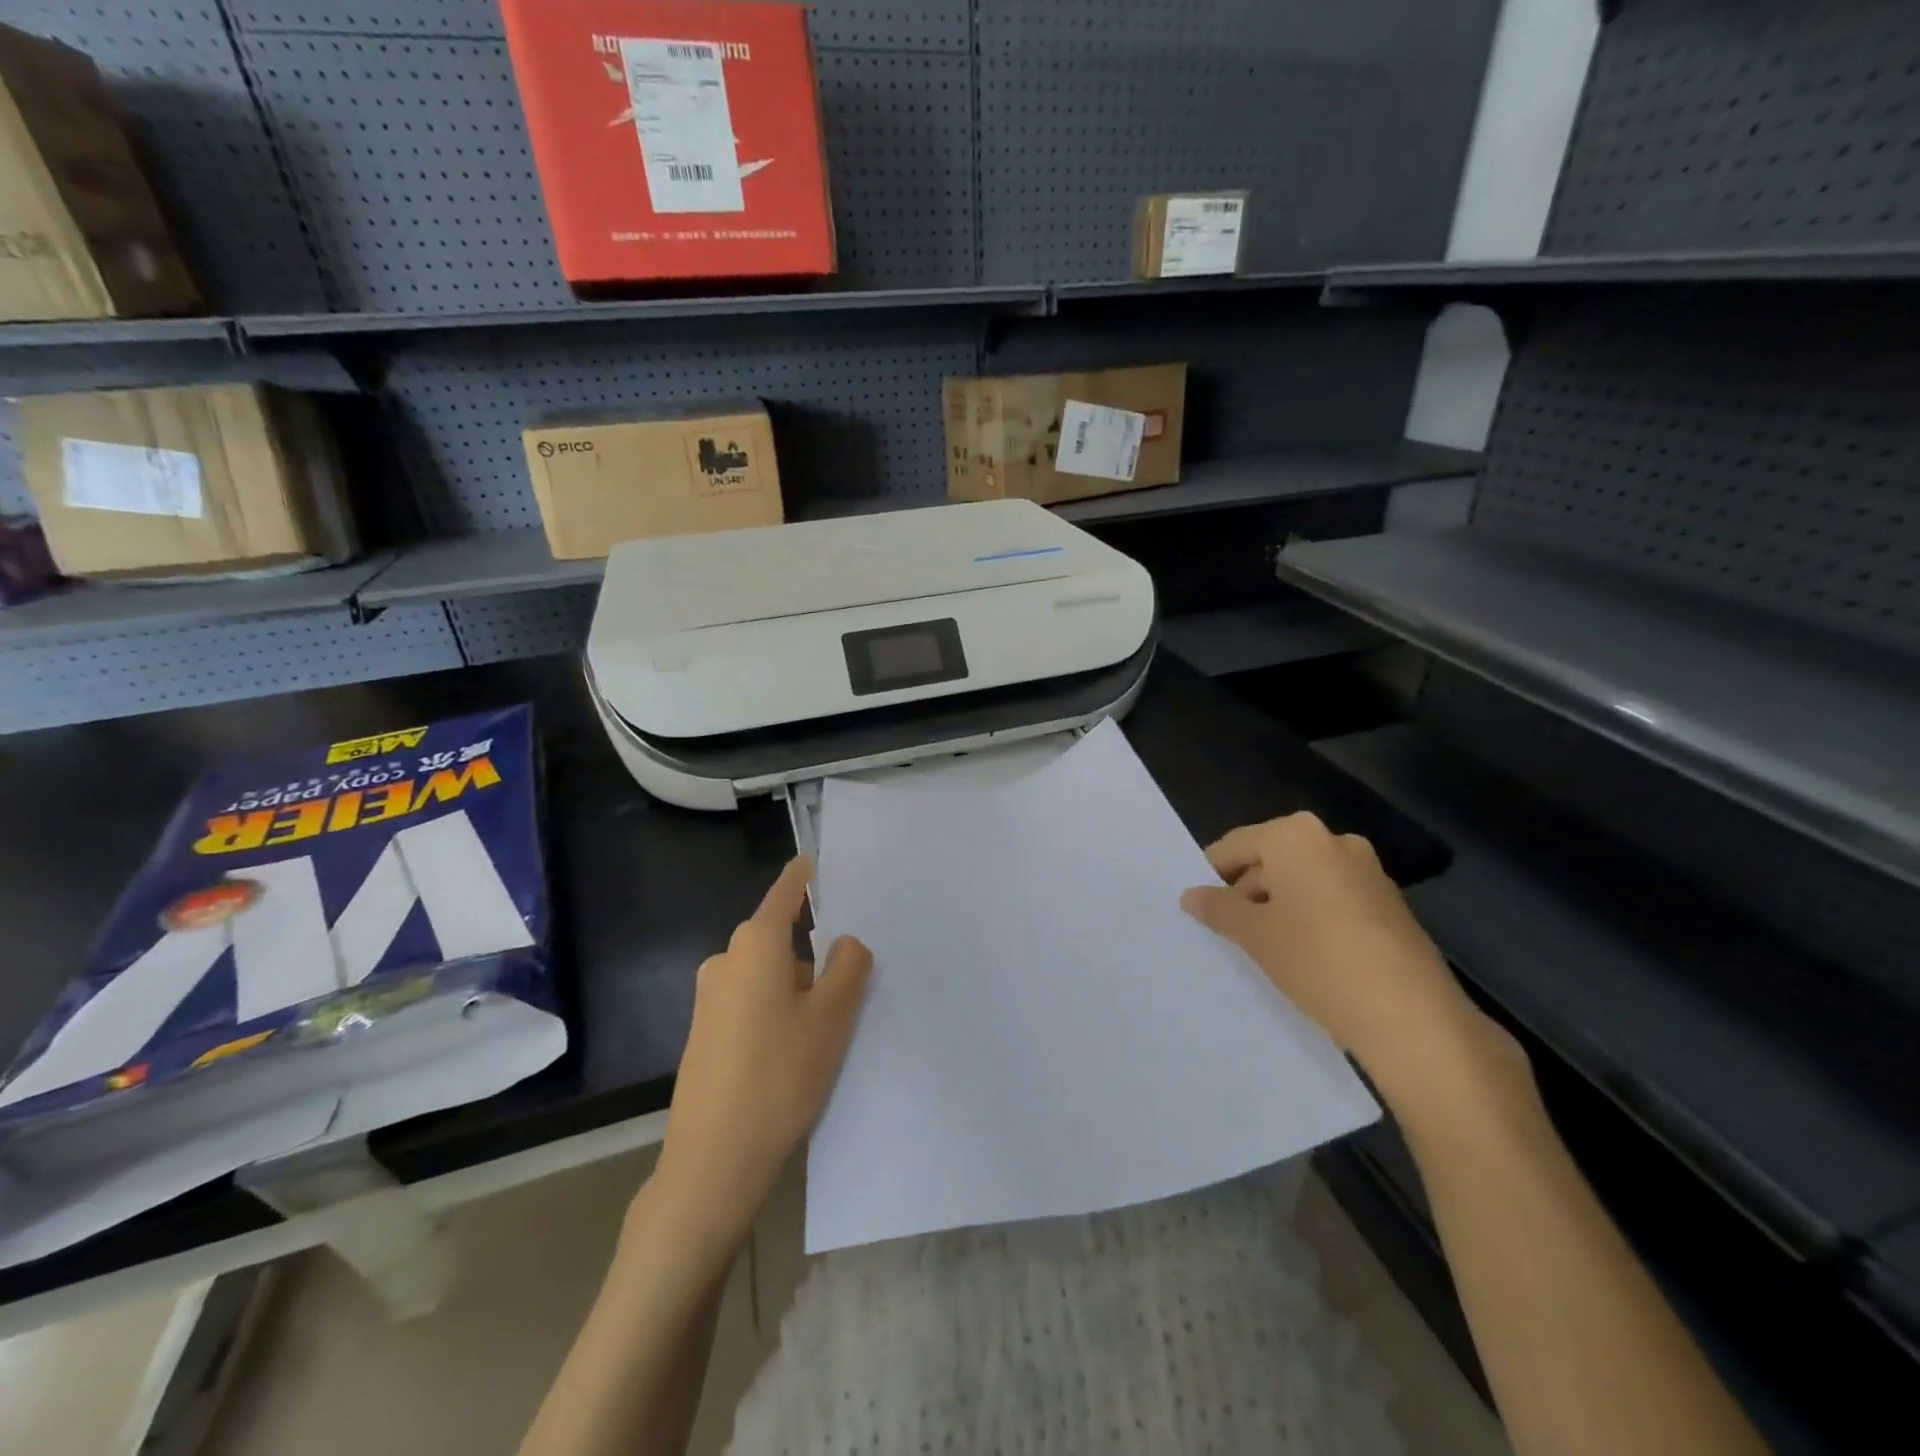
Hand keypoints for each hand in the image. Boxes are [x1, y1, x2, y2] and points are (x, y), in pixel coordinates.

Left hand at [648, 857, 872, 1252]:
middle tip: (850, 989)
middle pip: (780, 940)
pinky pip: (750, 1003)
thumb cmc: (780, 1075)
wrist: (712, 1161)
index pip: (785, 894)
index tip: (813, 859)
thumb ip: (848, 967)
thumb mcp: (832, 1017)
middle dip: (813, 957)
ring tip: (826, 1032)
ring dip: (797, 990)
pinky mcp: (703, 1033)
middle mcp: (726, 960)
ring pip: (768, 976)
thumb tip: (845, 943)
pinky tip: (792, 1055)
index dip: (802, 876)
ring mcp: (709, 998)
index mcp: (755, 944)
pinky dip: (776, 1012)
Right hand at [1180, 812, 1523, 1112]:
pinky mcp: (1390, 904)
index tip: (1200, 906)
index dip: (1211, 874)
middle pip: (1271, 859)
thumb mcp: (1254, 935)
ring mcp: (1368, 871)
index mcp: (1296, 836)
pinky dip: (1311, 917)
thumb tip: (1191, 895)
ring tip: (1266, 949)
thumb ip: (1218, 908)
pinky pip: (1333, 898)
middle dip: (1247, 891)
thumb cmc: (1316, 960)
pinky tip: (1306, 956)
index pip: (1236, 845)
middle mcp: (1334, 841)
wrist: (1412, 1018)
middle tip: (1229, 931)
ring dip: (1279, 906)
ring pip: (1303, 880)